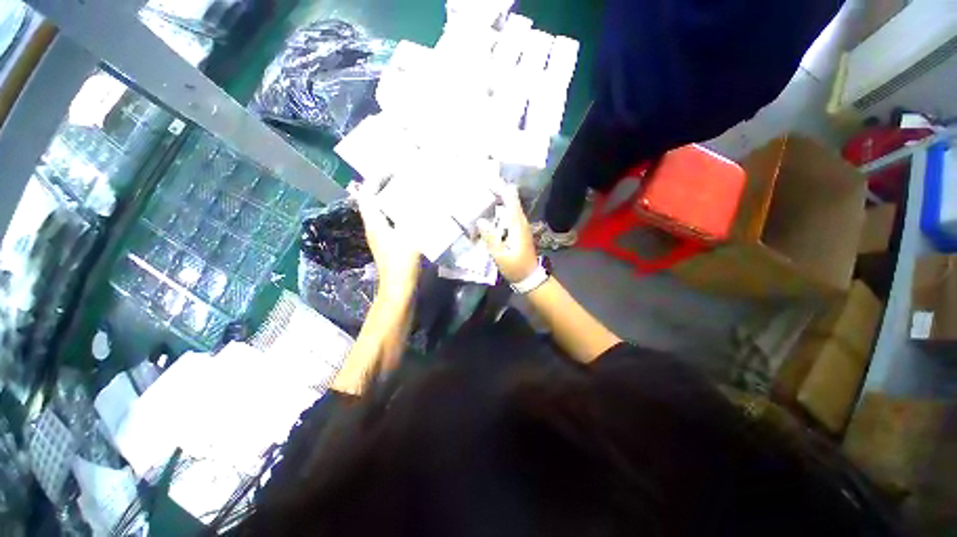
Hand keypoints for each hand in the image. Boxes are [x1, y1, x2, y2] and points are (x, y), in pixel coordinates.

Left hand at [354, 184, 421, 298]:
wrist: (399, 288)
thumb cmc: (402, 263)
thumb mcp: (410, 236)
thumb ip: (413, 217)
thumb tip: (418, 200)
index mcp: (375, 223)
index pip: (368, 195)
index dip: (375, 181)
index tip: (390, 170)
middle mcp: (374, 228)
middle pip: (373, 202)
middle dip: (383, 188)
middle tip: (401, 178)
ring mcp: (381, 237)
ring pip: (382, 212)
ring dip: (391, 200)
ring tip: (406, 191)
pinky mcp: (389, 244)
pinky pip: (391, 221)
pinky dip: (398, 213)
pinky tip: (411, 213)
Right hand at [477, 184, 538, 283]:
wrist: (529, 277)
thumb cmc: (514, 267)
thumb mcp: (500, 255)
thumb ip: (491, 238)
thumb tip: (481, 221)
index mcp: (517, 225)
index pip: (511, 201)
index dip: (502, 189)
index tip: (489, 182)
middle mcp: (522, 222)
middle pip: (513, 201)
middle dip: (500, 191)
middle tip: (485, 185)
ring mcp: (522, 226)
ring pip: (513, 207)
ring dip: (502, 199)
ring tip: (488, 194)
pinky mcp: (521, 232)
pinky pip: (512, 215)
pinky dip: (503, 209)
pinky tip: (494, 211)